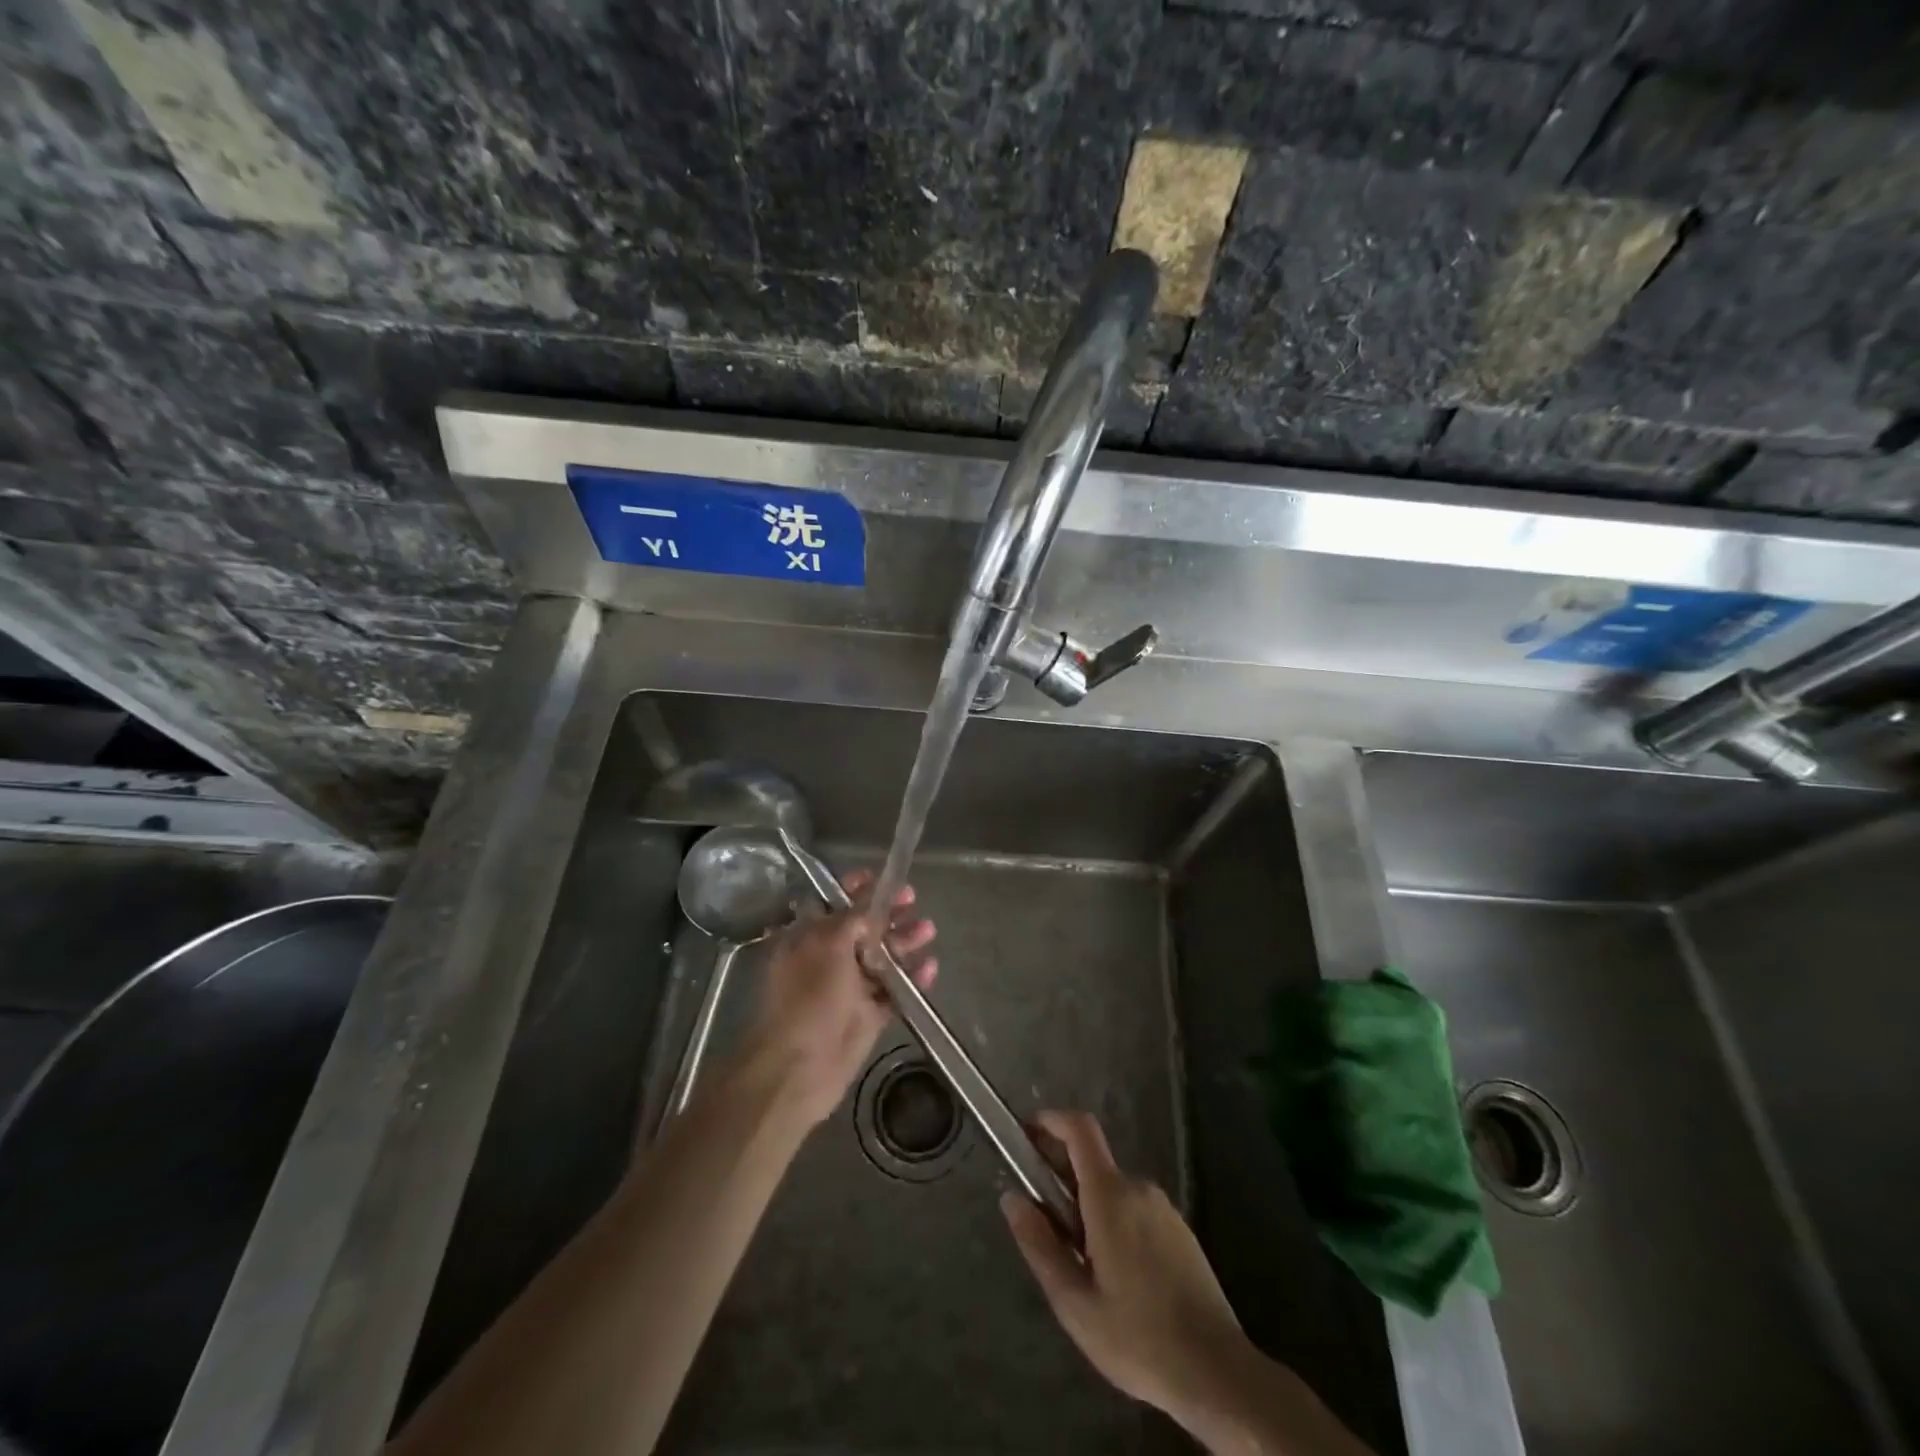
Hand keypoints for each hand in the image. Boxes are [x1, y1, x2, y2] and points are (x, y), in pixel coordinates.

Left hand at [744, 869, 936, 1126]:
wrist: (798, 1071)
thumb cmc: (808, 999)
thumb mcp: (829, 946)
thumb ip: (853, 920)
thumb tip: (871, 904)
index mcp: (807, 939)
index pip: (834, 903)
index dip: (857, 888)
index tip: (883, 877)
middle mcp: (826, 960)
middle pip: (863, 929)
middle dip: (889, 914)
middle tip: (913, 901)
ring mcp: (847, 990)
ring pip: (881, 959)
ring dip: (904, 943)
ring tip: (929, 931)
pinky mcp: (866, 1017)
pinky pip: (893, 993)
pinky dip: (911, 980)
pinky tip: (930, 968)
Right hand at [1001, 1110, 1244, 1423]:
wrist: (1218, 1374)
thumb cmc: (1138, 1338)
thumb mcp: (1074, 1302)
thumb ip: (1039, 1245)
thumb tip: (1011, 1198)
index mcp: (1111, 1195)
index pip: (1080, 1128)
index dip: (1051, 1121)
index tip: (1027, 1136)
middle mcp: (1139, 1188)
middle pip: (1092, 1164)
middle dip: (1063, 1183)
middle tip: (1047, 1230)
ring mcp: (1164, 1209)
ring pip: (1113, 1192)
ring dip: (1089, 1211)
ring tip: (1082, 1268)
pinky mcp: (1181, 1232)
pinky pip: (1136, 1212)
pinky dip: (1115, 1225)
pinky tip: (1118, 1280)